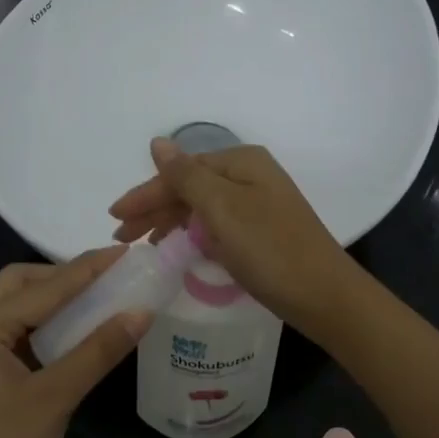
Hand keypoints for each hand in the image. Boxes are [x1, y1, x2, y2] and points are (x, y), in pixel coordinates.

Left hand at [0, 249, 149, 437]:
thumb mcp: (55, 398)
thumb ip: (98, 350)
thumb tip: (142, 311)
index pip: (44, 287)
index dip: (88, 269)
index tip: (127, 252)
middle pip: (18, 284)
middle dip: (63, 276)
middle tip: (109, 278)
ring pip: (13, 309)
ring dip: (52, 300)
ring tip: (98, 298)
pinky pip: (11, 335)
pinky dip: (41, 327)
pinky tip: (71, 335)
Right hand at [108, 138, 357, 333]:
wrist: (324, 295)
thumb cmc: (270, 249)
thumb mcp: (223, 209)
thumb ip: (186, 176)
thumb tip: (158, 142)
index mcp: (241, 163)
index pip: (180, 172)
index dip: (145, 194)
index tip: (115, 218)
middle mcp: (250, 177)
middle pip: (190, 187)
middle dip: (154, 209)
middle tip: (122, 236)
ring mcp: (257, 205)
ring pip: (201, 208)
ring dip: (170, 222)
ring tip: (143, 245)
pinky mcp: (261, 233)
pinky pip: (216, 226)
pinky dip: (193, 235)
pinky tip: (178, 248)